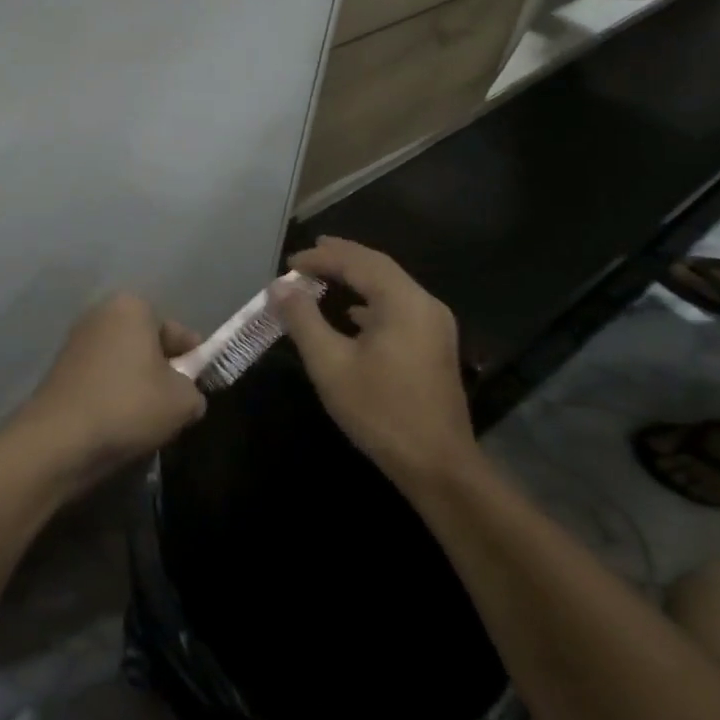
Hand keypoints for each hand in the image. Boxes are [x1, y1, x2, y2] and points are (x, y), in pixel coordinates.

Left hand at [19, 294, 206, 490]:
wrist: (59, 439)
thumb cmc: (128, 405)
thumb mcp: (182, 401)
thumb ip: (194, 392)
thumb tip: (187, 396)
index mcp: (132, 306)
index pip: (176, 331)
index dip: (194, 359)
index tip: (201, 386)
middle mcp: (101, 313)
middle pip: (147, 344)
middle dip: (163, 371)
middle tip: (177, 405)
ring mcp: (77, 340)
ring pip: (124, 363)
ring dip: (138, 386)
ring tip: (149, 420)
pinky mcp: (61, 369)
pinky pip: (102, 379)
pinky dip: (114, 396)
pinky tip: (120, 424)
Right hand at [274, 237, 475, 486]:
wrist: (439, 467)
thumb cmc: (381, 412)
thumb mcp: (330, 365)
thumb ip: (303, 319)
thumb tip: (280, 287)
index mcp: (403, 301)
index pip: (357, 262)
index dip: (321, 258)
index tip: (290, 263)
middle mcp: (424, 303)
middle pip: (378, 266)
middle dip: (342, 256)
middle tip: (309, 253)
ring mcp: (434, 325)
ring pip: (390, 285)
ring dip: (357, 276)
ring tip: (324, 273)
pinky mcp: (434, 345)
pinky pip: (399, 305)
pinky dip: (371, 299)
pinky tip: (353, 313)